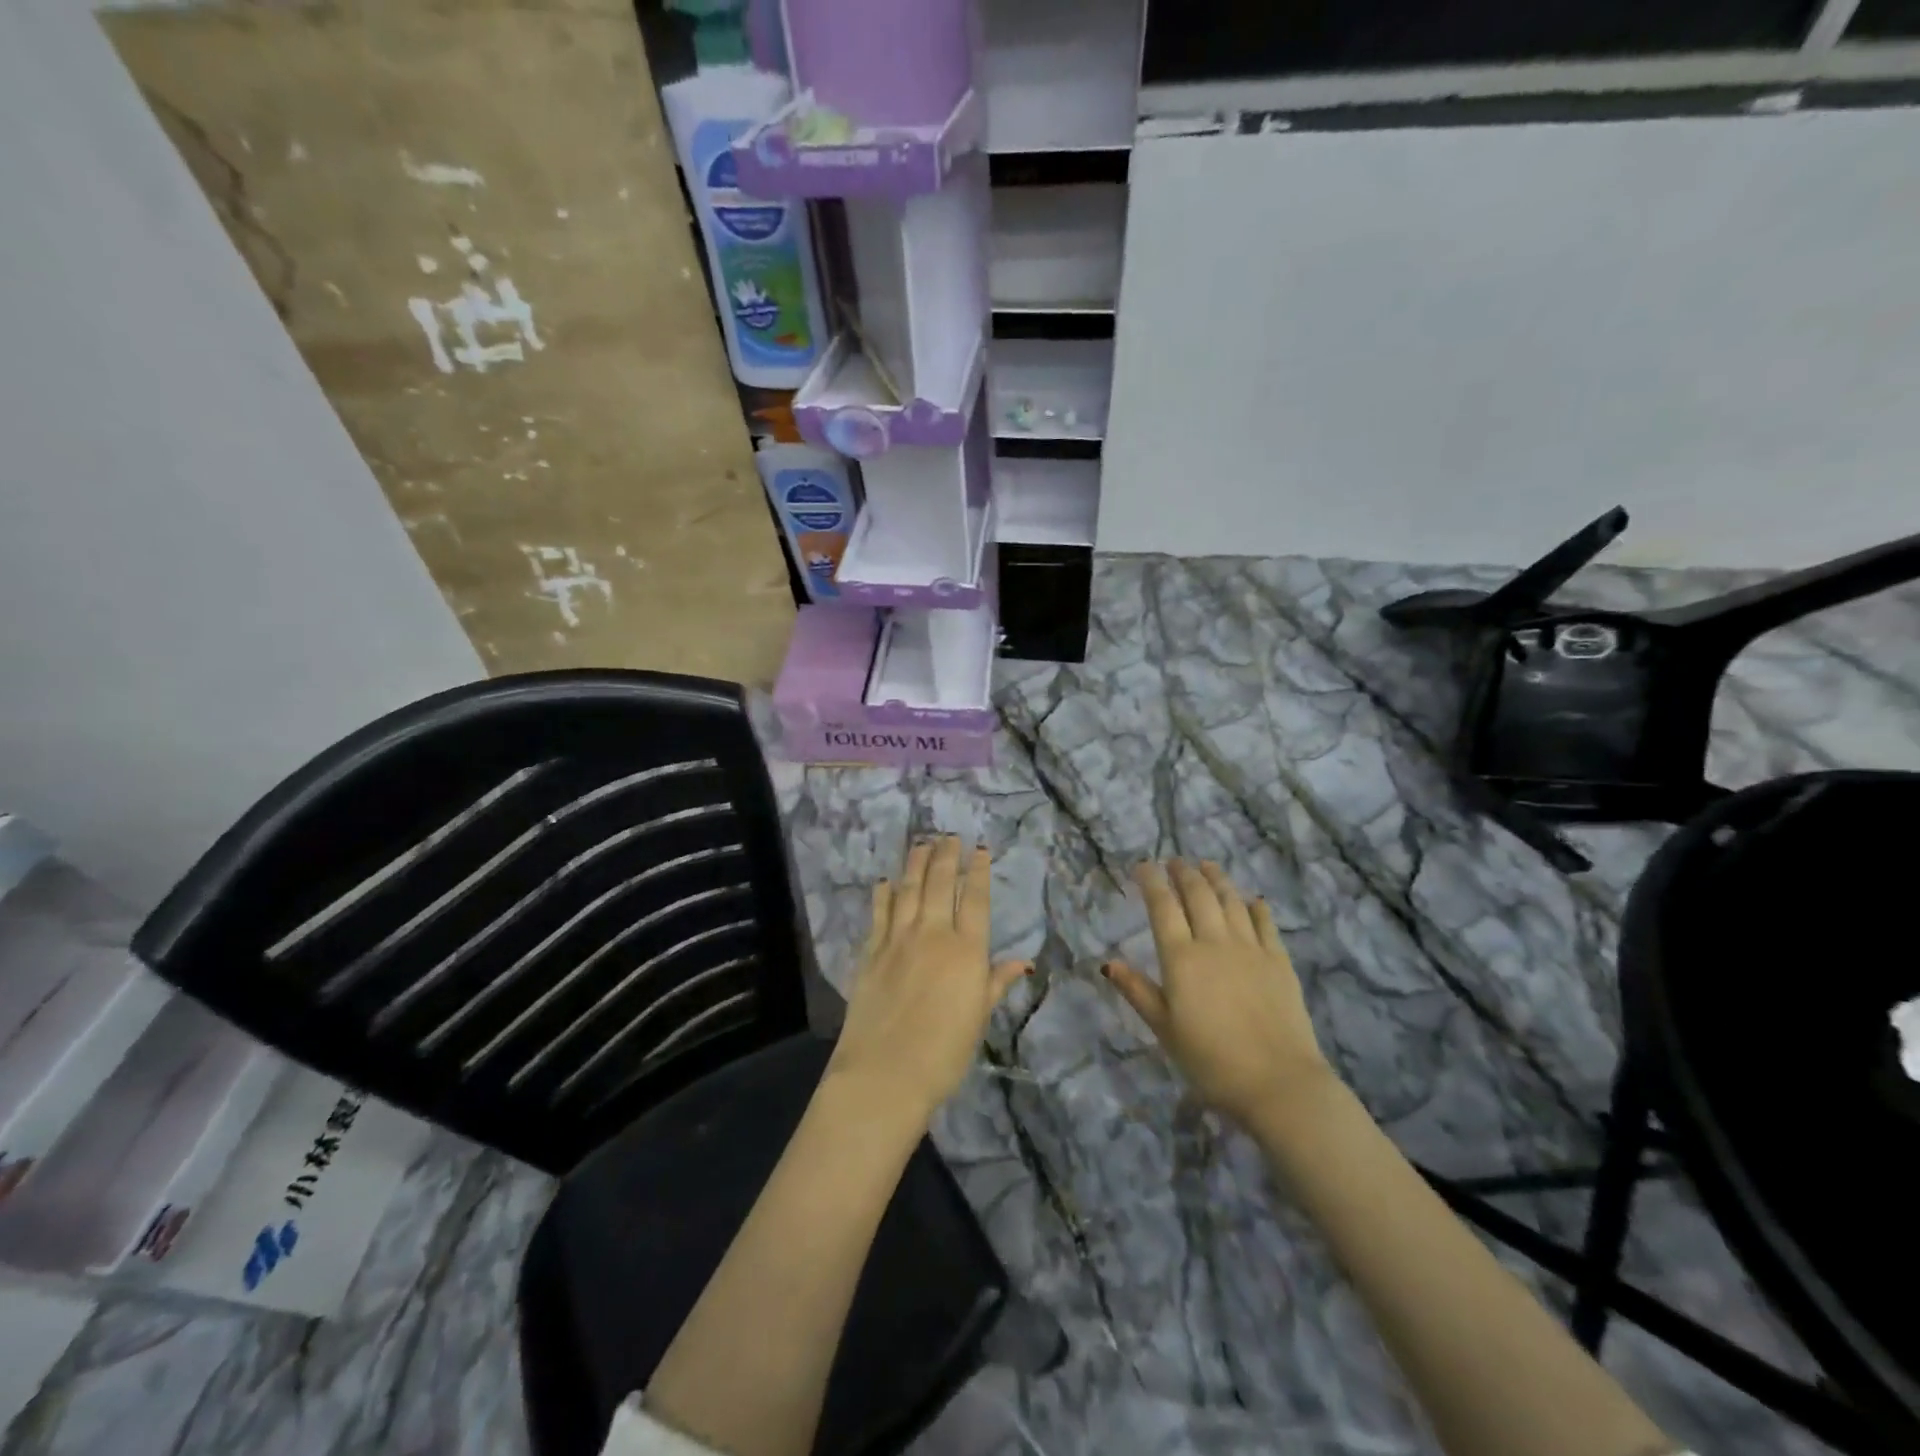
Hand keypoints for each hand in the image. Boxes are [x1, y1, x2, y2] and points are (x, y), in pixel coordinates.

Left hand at [827, 837, 1031, 1121]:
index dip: (978, 871)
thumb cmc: (943, 1054)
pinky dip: (883, 894)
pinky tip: (885, 880)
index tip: (980, 849)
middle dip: (946, 856)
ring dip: (915, 863)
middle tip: (949, 835)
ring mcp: (897, 940)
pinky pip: (879, 913)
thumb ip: (996, 984)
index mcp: (966, 951)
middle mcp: (933, 935)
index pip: (975, 900)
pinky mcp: (871, 952)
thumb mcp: (978, 1019)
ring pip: (908, 889)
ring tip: (921, 843)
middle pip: (940, 884)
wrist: (885, 1074)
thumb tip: (1023, 962)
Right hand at [1102, 860, 1331, 1126]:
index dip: (1152, 881)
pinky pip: (1266, 924)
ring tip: (1207, 865)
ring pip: (1231, 901)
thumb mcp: (1164, 1030)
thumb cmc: (1210, 1061)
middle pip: (1198, 895)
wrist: (1278, 1083)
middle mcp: (1215, 942)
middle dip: (1183, 873)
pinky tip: (1252, 900)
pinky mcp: (1280, 962)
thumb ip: (1138, 992)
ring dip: (1217, 879)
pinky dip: (1256, 907)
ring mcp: (1251, 949)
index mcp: (1181, 958)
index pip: (1162, 906)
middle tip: (1174, 861)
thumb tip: (1109, 963)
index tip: (1143, 865)